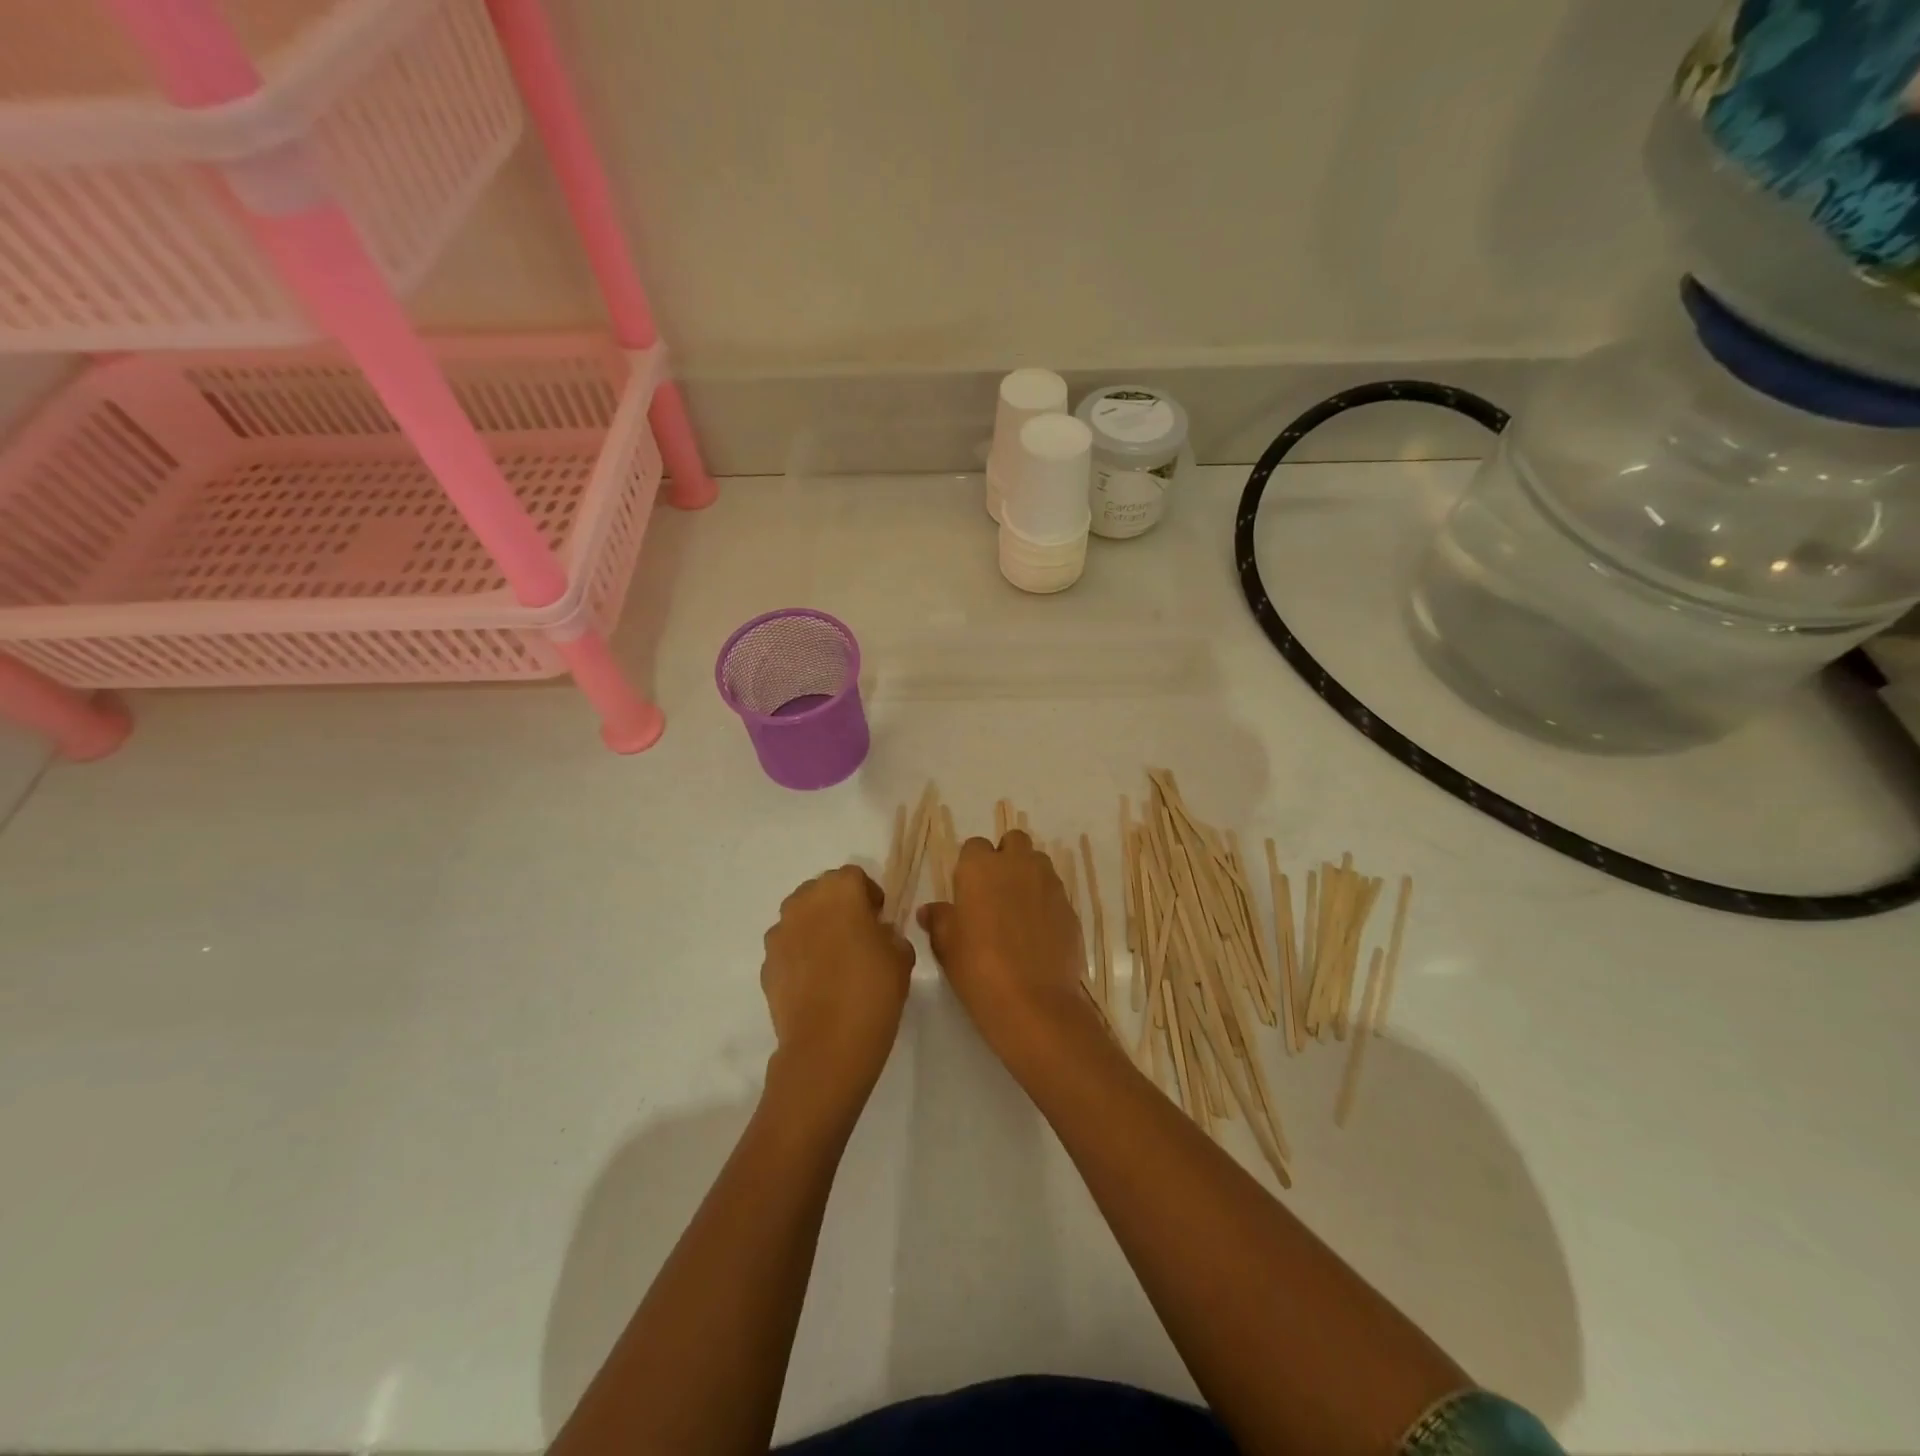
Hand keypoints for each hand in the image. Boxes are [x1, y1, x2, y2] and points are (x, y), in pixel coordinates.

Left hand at [761, 865, 914, 1115]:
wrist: (827, 1045)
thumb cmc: (873, 990)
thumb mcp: (901, 956)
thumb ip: (890, 934)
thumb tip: (878, 934)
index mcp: (840, 891)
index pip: (854, 876)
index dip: (868, 894)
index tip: (879, 918)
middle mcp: (804, 903)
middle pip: (821, 891)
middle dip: (839, 906)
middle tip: (858, 935)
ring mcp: (779, 933)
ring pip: (800, 918)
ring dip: (816, 928)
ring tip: (835, 960)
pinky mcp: (766, 964)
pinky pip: (787, 948)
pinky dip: (800, 956)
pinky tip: (817, 983)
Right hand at [917, 830, 1097, 1064]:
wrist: (1033, 1002)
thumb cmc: (978, 968)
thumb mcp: (946, 946)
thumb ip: (939, 920)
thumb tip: (930, 910)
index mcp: (980, 867)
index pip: (974, 847)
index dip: (971, 866)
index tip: (967, 891)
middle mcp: (1017, 865)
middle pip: (1013, 842)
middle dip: (1005, 858)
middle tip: (995, 892)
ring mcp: (1049, 884)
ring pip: (1038, 863)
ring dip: (1028, 875)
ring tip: (1018, 910)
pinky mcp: (1070, 907)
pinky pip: (1055, 893)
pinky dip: (1046, 902)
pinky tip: (1038, 932)